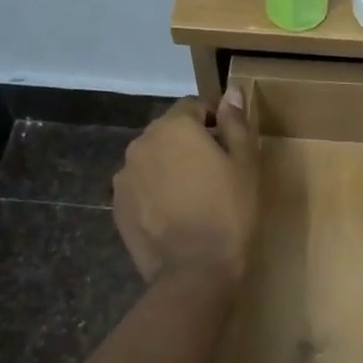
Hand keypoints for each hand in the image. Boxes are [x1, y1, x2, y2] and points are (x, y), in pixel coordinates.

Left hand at [113, 94, 258, 286]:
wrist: (195, 271)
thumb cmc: (230, 212)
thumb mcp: (245, 164)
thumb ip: (236, 122)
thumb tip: (232, 91)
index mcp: (174, 126)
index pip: (194, 107)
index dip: (215, 123)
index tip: (229, 149)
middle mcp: (141, 142)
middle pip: (169, 133)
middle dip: (189, 145)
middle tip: (214, 176)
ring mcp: (124, 175)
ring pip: (152, 160)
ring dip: (169, 168)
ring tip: (192, 198)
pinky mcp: (117, 205)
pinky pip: (140, 187)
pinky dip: (154, 193)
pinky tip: (174, 216)